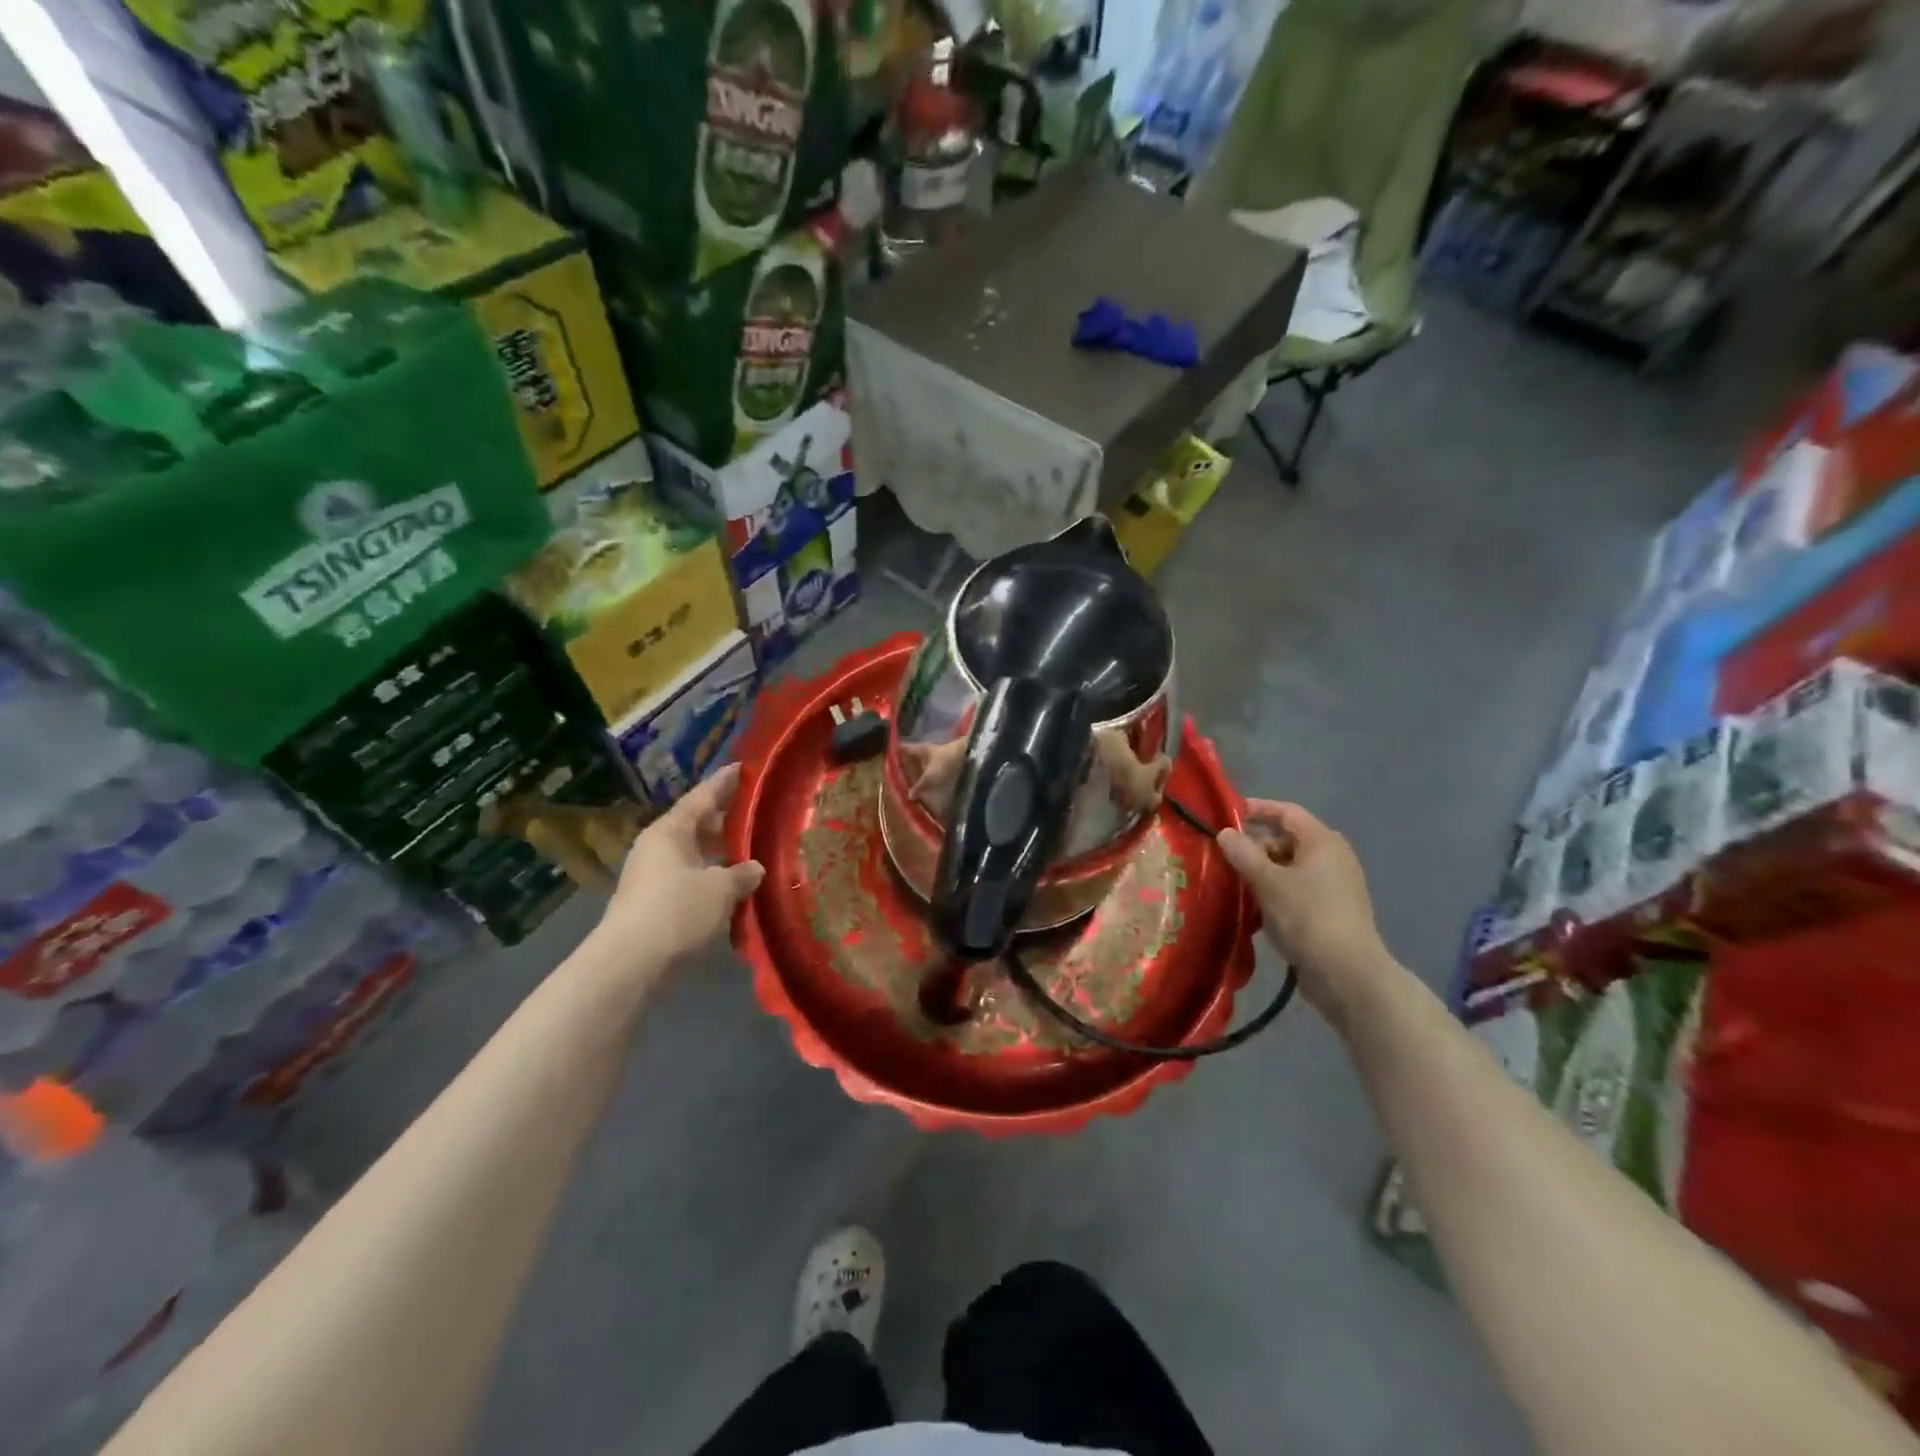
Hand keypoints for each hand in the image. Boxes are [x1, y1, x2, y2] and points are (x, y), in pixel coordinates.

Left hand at [594, 765, 764, 972]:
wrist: (630, 963)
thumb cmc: (677, 911)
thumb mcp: (720, 889)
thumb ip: (742, 874)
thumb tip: (754, 868)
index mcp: (670, 831)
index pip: (702, 797)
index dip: (724, 783)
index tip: (742, 767)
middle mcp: (658, 846)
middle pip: (696, 824)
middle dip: (725, 819)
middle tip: (755, 811)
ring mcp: (652, 876)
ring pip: (694, 854)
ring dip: (720, 852)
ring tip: (751, 849)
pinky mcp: (653, 903)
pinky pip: (689, 878)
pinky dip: (711, 876)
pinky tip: (733, 885)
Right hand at [1217, 800, 1396, 1028]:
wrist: (1348, 975)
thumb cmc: (1308, 917)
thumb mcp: (1268, 882)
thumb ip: (1243, 854)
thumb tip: (1224, 833)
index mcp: (1322, 841)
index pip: (1286, 812)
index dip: (1256, 809)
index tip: (1225, 815)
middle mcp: (1333, 857)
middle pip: (1288, 839)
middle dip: (1255, 845)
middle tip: (1224, 855)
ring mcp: (1334, 886)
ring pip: (1290, 867)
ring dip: (1262, 871)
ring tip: (1233, 883)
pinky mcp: (1331, 912)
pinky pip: (1297, 891)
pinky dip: (1275, 892)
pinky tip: (1253, 909)